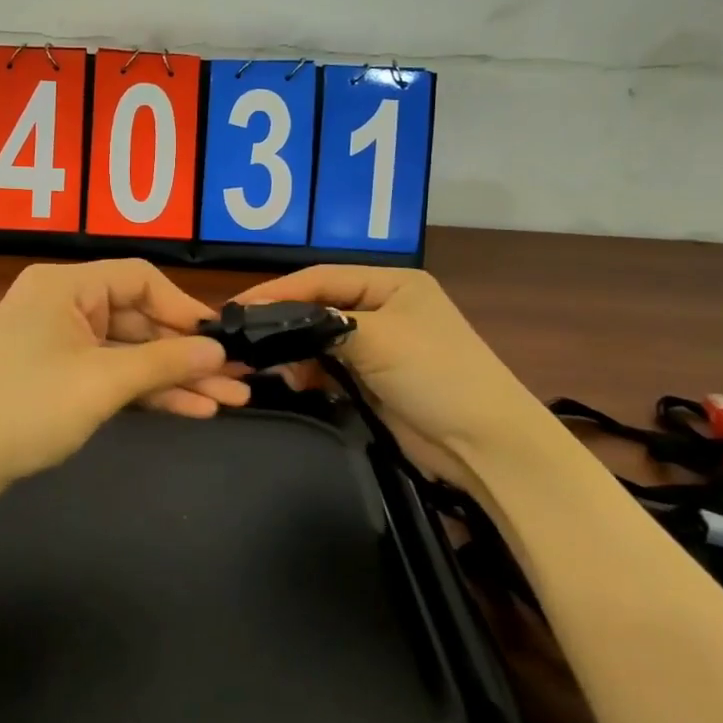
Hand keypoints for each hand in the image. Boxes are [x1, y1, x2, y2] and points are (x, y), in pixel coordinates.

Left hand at [0, 260, 249, 493]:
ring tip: (228, 402)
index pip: (141, 279)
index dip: (185, 309)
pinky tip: (190, 409)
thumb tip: (218, 351)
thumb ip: (164, 362)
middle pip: (139, 318)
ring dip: (174, 377)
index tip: (221, 341)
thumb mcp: (102, 382)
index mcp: (66, 285)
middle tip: (237, 380)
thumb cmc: (27, 408)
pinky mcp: (58, 375)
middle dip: (187, 353)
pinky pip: (111, 373)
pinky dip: (145, 390)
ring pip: (129, 352)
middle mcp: (63, 304)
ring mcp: (60, 341)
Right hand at [238, 266, 536, 488]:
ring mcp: (380, 345)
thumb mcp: (379, 338)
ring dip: (296, 352)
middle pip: (319, 306)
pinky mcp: (374, 379)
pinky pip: (329, 367)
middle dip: (284, 323)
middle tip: (246, 343)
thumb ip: (322, 324)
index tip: (237, 309)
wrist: (484, 445)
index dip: (278, 291)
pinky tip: (295, 383)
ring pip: (320, 339)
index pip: (322, 278)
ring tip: (272, 369)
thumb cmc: (436, 375)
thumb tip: (268, 323)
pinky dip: (310, 373)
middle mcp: (384, 307)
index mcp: (392, 283)